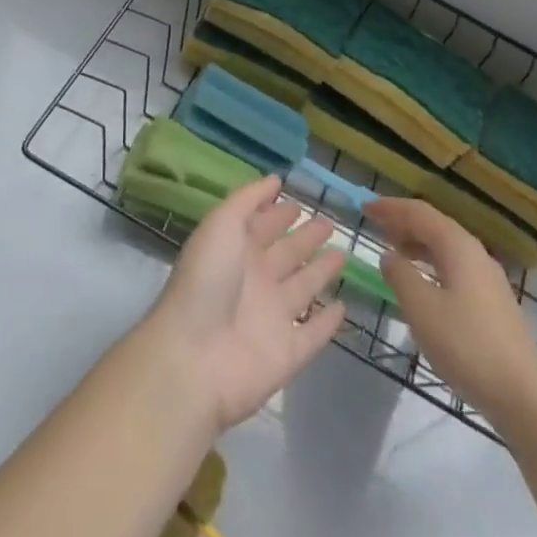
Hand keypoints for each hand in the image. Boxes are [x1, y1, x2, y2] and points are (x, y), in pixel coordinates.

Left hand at [142, 175, 347, 433]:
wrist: (193, 358)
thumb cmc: (206, 280)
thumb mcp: (222, 223)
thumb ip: (248, 199)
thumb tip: (275, 178)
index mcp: (236, 250)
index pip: (262, 226)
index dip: (278, 213)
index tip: (299, 201)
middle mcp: (255, 281)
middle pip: (286, 254)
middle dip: (305, 237)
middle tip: (329, 222)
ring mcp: (272, 318)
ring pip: (303, 288)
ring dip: (321, 272)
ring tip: (342, 255)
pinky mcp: (287, 354)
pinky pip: (313, 334)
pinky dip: (327, 323)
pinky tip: (342, 308)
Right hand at [366, 198, 536, 420]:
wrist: (523, 395)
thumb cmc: (466, 345)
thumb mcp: (421, 308)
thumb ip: (400, 275)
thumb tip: (389, 256)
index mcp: (458, 246)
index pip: (419, 213)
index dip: (390, 208)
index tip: (365, 208)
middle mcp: (475, 253)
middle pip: (434, 226)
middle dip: (403, 223)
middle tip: (374, 226)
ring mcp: (487, 278)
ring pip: (445, 248)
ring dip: (416, 244)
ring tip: (392, 251)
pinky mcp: (492, 302)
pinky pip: (454, 267)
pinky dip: (431, 264)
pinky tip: (421, 283)